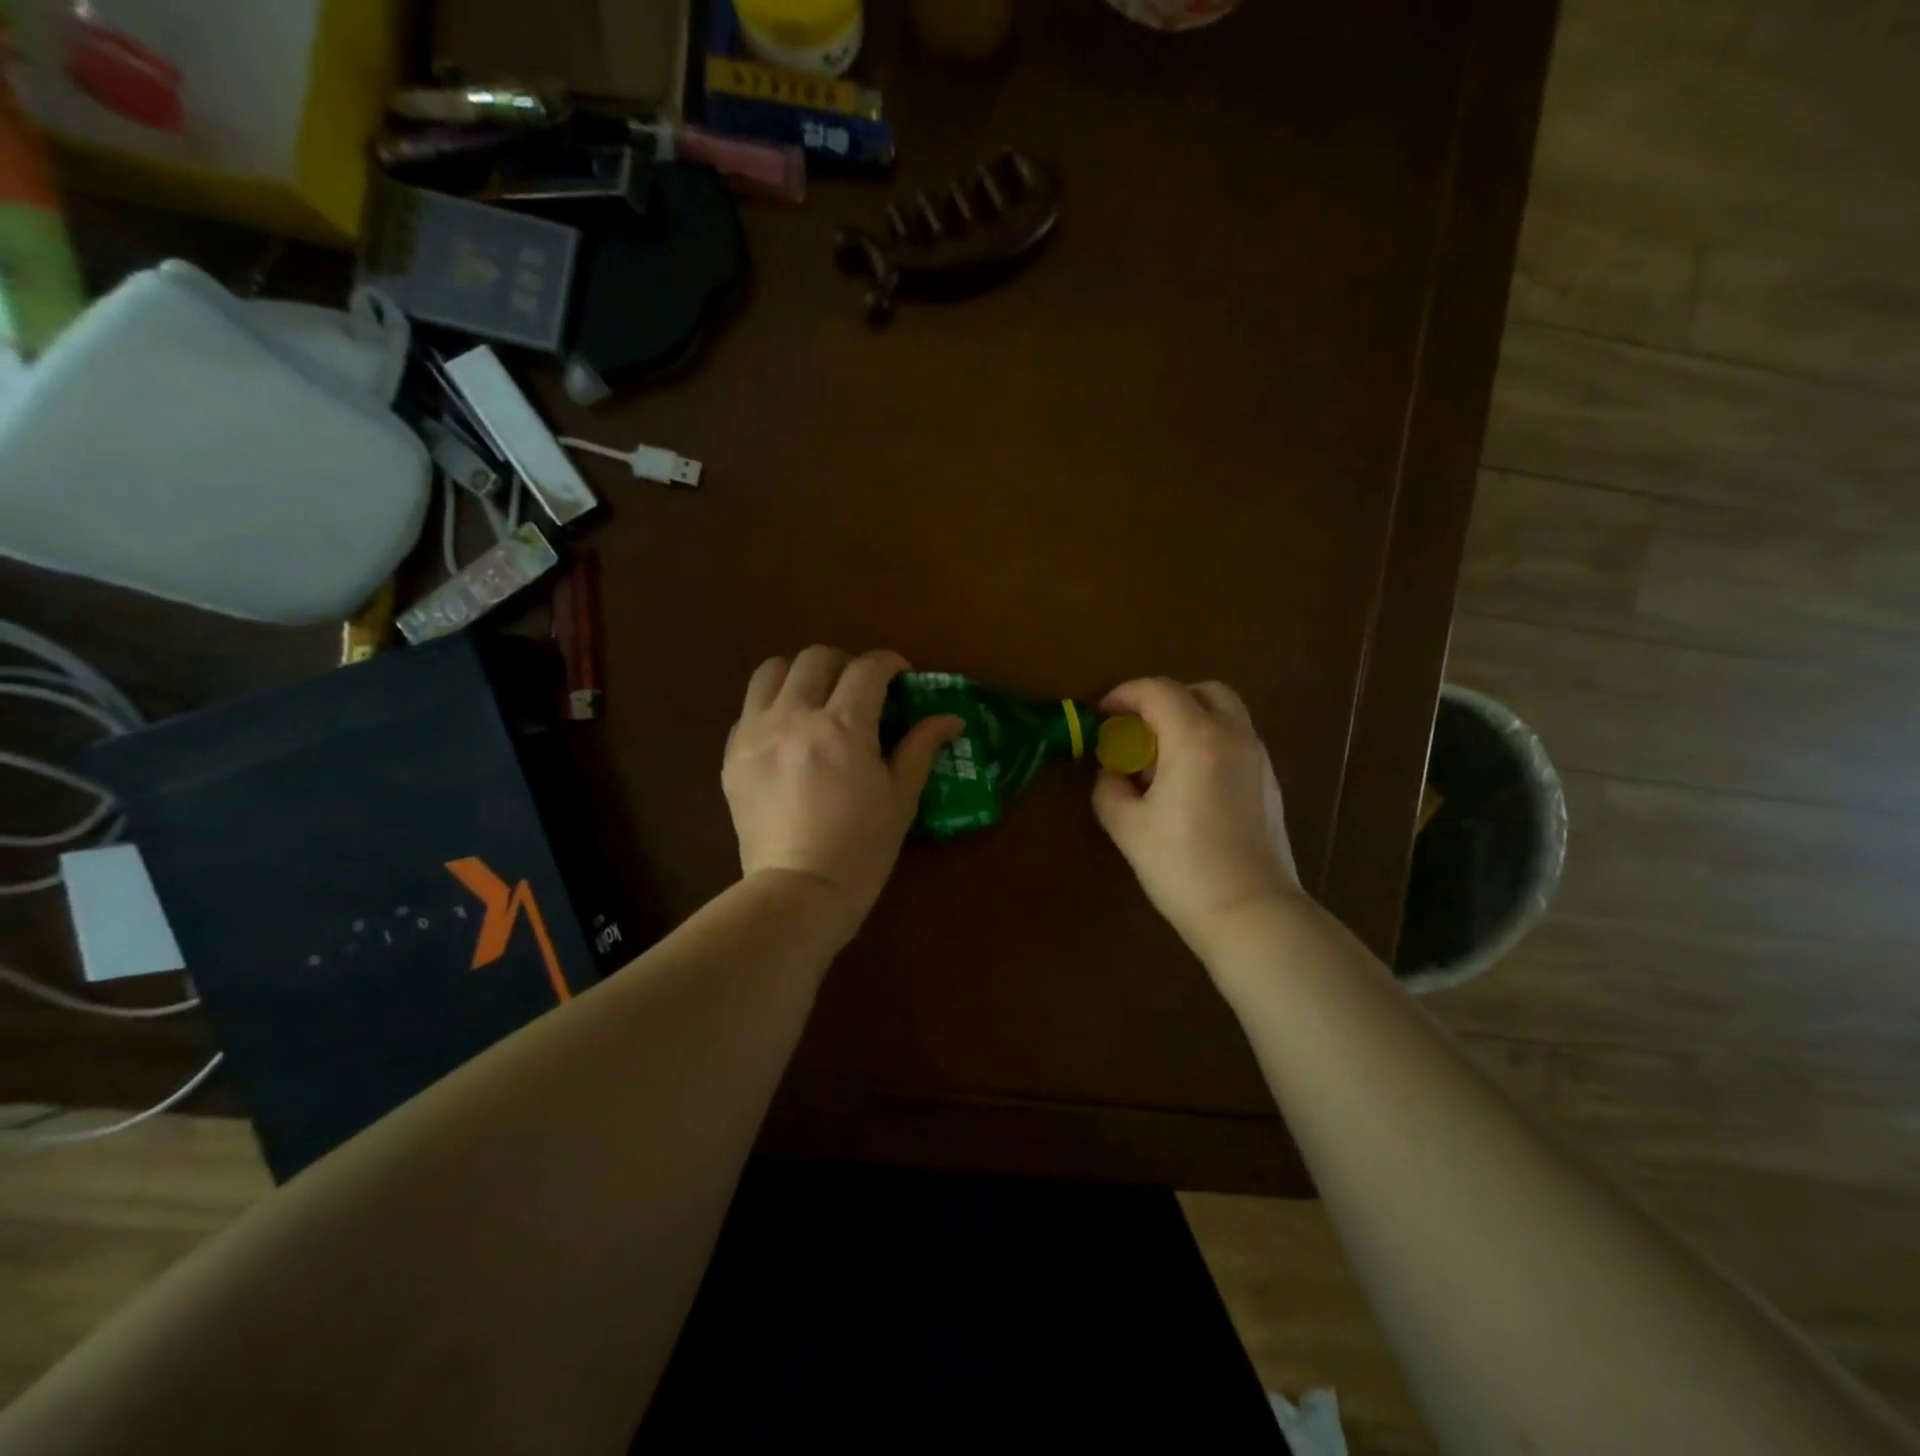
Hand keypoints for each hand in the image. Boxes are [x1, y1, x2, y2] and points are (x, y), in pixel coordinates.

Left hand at [724, 646, 960, 930]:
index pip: (868, 668)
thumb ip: (922, 747)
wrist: (800, 892)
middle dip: (845, 664)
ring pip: (772, 671)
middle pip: (816, 658)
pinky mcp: (733, 755)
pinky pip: (749, 710)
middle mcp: (795, 717)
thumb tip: (951, 718)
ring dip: (800, 676)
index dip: (889, 663)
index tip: (900, 676)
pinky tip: (788, 736)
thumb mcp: (901, 797)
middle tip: (859, 690)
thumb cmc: (862, 848)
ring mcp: (756, 733)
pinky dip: (772, 709)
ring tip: (815, 701)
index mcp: (843, 727)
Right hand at [1092, 678, 1302, 949]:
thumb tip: (1111, 775)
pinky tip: (1190, 787)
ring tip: (1161, 762)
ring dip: (1190, 722)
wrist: (1251, 912)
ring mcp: (1258, 759)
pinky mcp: (1270, 785)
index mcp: (1195, 738)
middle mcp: (1233, 736)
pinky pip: (1236, 743)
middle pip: (1201, 691)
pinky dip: (1209, 745)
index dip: (1124, 695)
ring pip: (1224, 716)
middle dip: (1164, 701)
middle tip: (1138, 732)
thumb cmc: (1183, 867)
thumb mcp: (1127, 827)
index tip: (1102, 715)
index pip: (1158, 691)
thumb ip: (1109, 790)